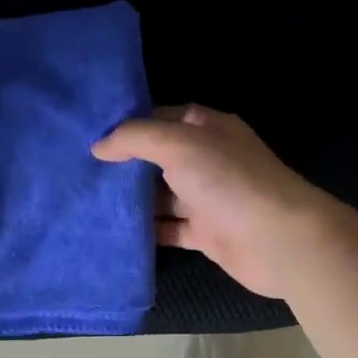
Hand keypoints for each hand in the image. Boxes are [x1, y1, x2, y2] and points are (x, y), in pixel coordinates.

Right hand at [93, 105, 336, 299]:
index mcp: (208, 129)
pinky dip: (147, 232)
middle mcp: (208, 160)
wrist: (278, 240)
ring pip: (161, 196)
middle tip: (80, 171)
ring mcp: (208, 198)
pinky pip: (169, 229)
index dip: (129, 125)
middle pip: (158, 159)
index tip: (90, 136)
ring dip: (132, 201)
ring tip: (87, 202)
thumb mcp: (179, 145)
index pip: (162, 118)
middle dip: (124, 165)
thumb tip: (99, 146)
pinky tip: (114, 233)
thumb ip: (136, 138)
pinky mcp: (206, 234)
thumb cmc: (229, 181)